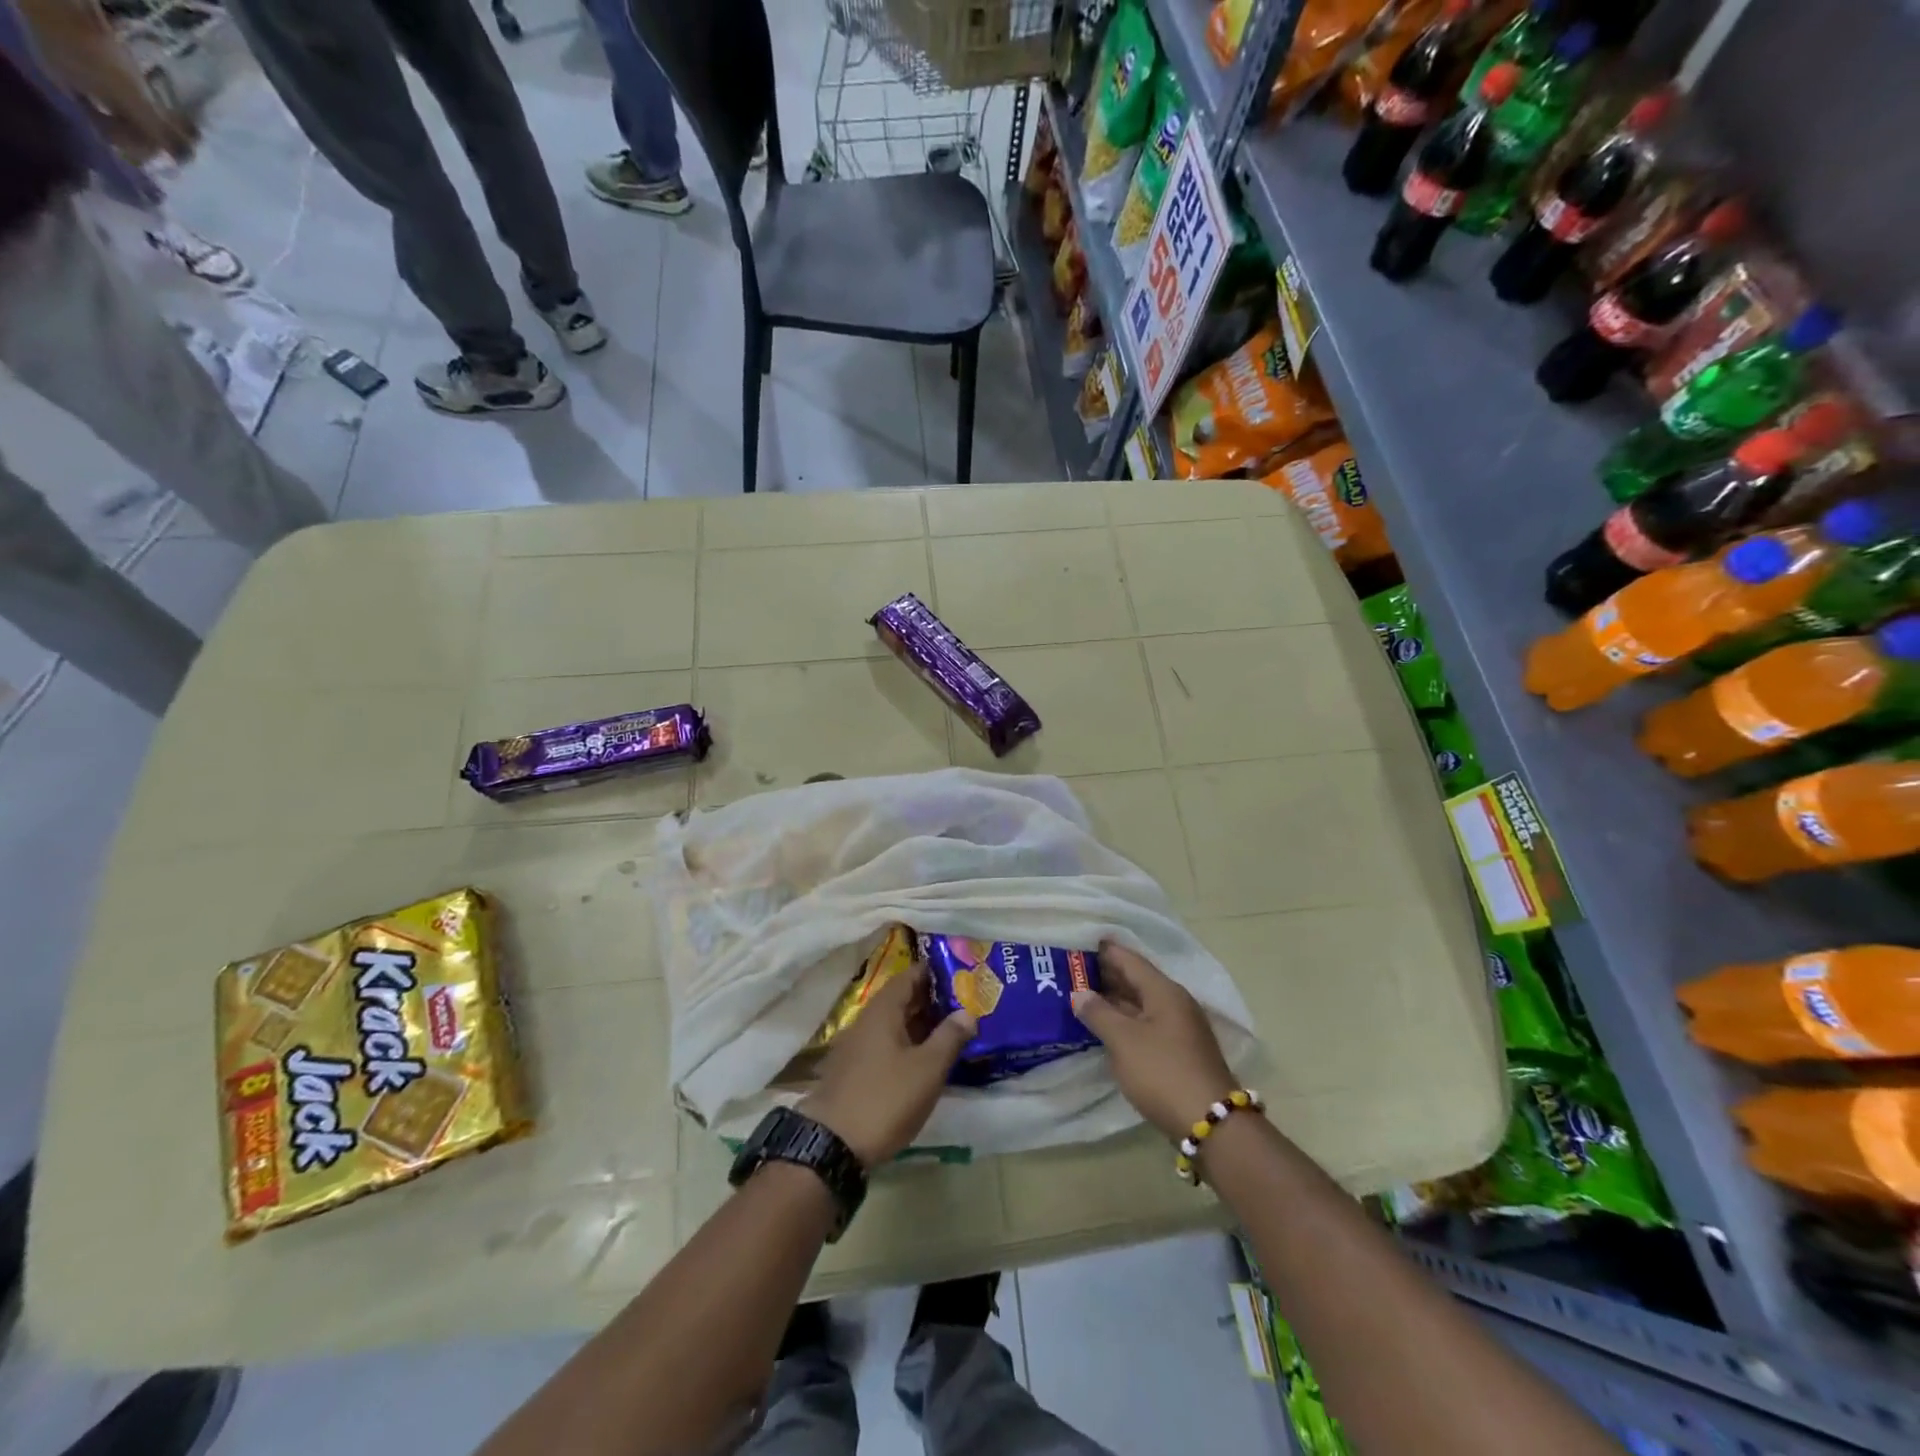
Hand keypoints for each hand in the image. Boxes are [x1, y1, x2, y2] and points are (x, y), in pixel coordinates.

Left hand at [799, 964, 974, 1167]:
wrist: (832, 1145)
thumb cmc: (886, 1098)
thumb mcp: (927, 1069)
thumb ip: (949, 1037)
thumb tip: (967, 1011)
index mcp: (883, 1010)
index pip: (909, 976)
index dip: (935, 973)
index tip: (961, 975)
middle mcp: (866, 1020)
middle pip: (901, 1000)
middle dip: (931, 1000)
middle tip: (964, 1005)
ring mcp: (856, 1046)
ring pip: (893, 1025)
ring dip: (920, 1025)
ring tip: (951, 1032)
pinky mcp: (852, 1071)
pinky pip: (884, 1045)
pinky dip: (906, 1045)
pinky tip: (924, 1062)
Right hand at [1071, 941, 1236, 1140]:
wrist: (1210, 1123)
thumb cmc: (1162, 1072)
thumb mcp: (1123, 1040)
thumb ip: (1098, 1013)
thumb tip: (1079, 993)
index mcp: (1164, 991)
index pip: (1130, 960)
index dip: (1106, 950)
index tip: (1080, 942)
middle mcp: (1175, 1003)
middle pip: (1137, 980)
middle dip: (1107, 975)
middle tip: (1073, 970)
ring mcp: (1180, 1029)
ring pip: (1141, 1004)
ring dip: (1114, 1000)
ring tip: (1082, 997)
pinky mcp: (1179, 1052)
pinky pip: (1146, 1024)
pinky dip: (1125, 1020)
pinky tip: (1106, 1027)